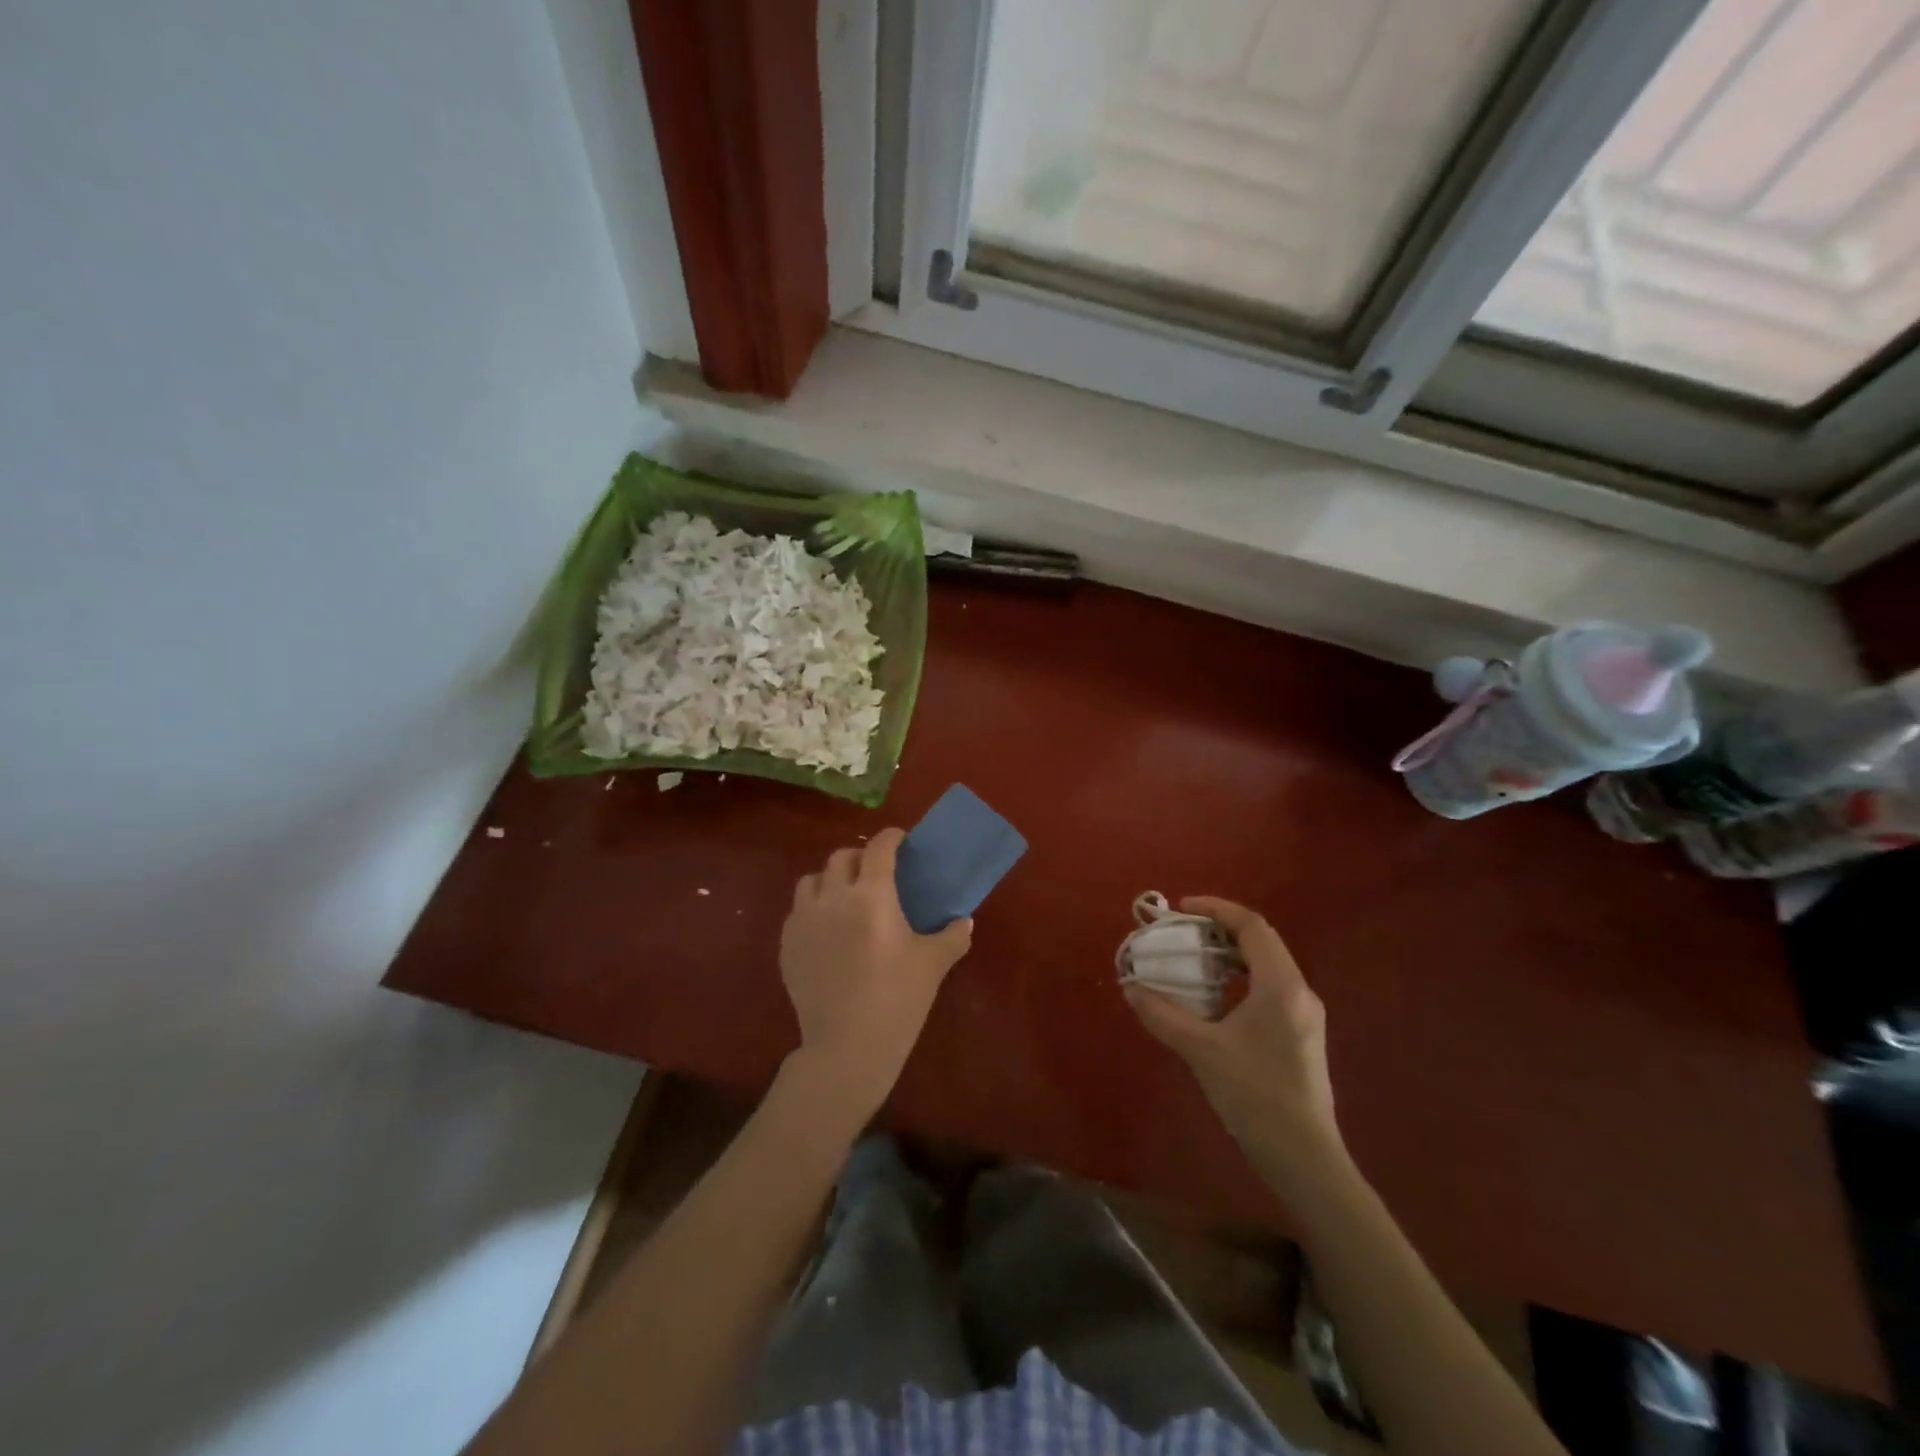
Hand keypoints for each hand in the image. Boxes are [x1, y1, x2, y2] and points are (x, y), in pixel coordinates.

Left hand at [778, 828, 973, 1119]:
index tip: (900, 840)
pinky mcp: (787, 944)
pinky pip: (798, 911)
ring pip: (812, 880)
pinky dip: (813, 908)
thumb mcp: (933, 964)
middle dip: (860, 857)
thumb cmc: (898, 999)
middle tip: (876, 872)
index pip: (879, 848)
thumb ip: (952, 936)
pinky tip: (827, 929)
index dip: (891, 838)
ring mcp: (804, 920)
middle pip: (842, 858)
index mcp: (872, 895)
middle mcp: (833, 897)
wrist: (847, 1047)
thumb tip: (964, 921)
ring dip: (831, 879)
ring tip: (845, 896)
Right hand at [1125, 896, 1343, 1183]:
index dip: (1216, 909)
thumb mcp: (1202, 1051)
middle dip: (1220, 929)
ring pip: (1267, 966)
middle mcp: (1299, 992)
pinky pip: (1270, 988)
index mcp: (1281, 986)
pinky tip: (1216, 999)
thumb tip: (1130, 988)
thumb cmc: (1255, 1096)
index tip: (1182, 908)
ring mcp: (1305, 1015)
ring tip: (1194, 960)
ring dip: (1230, 955)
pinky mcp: (1302, 1036)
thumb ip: (1163, 1015)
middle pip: (1261, 942)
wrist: (1305, 1160)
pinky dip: (1240, 979)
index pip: (1251, 926)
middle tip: (1183, 932)